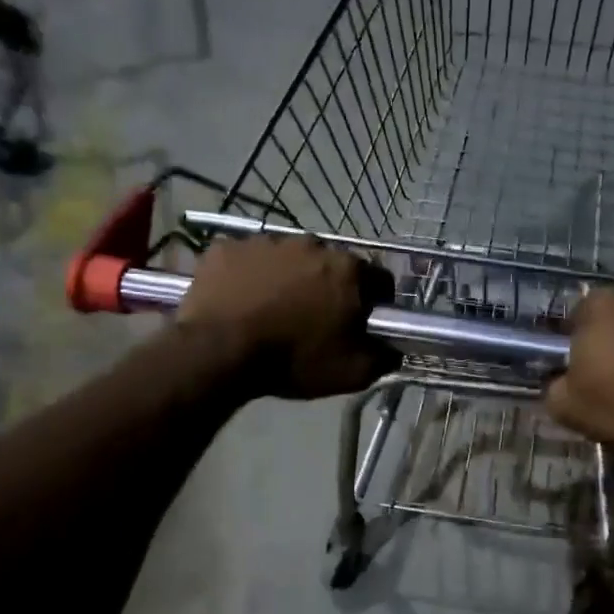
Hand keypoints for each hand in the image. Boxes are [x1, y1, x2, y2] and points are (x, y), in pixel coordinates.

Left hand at [178, 235, 396, 397]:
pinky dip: (249, 276)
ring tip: (274, 311)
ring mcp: (266, 241)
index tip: (363, 323)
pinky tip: (241, 302)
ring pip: (288, 259)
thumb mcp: (351, 372)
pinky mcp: (227, 247)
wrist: (219, 351)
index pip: (379, 279)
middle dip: (329, 287)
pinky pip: (247, 259)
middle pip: (331, 265)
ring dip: (288, 279)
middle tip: (315, 320)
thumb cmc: (293, 360)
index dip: (375, 302)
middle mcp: (311, 244)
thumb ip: (383, 358)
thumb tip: (395, 350)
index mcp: (348, 270)